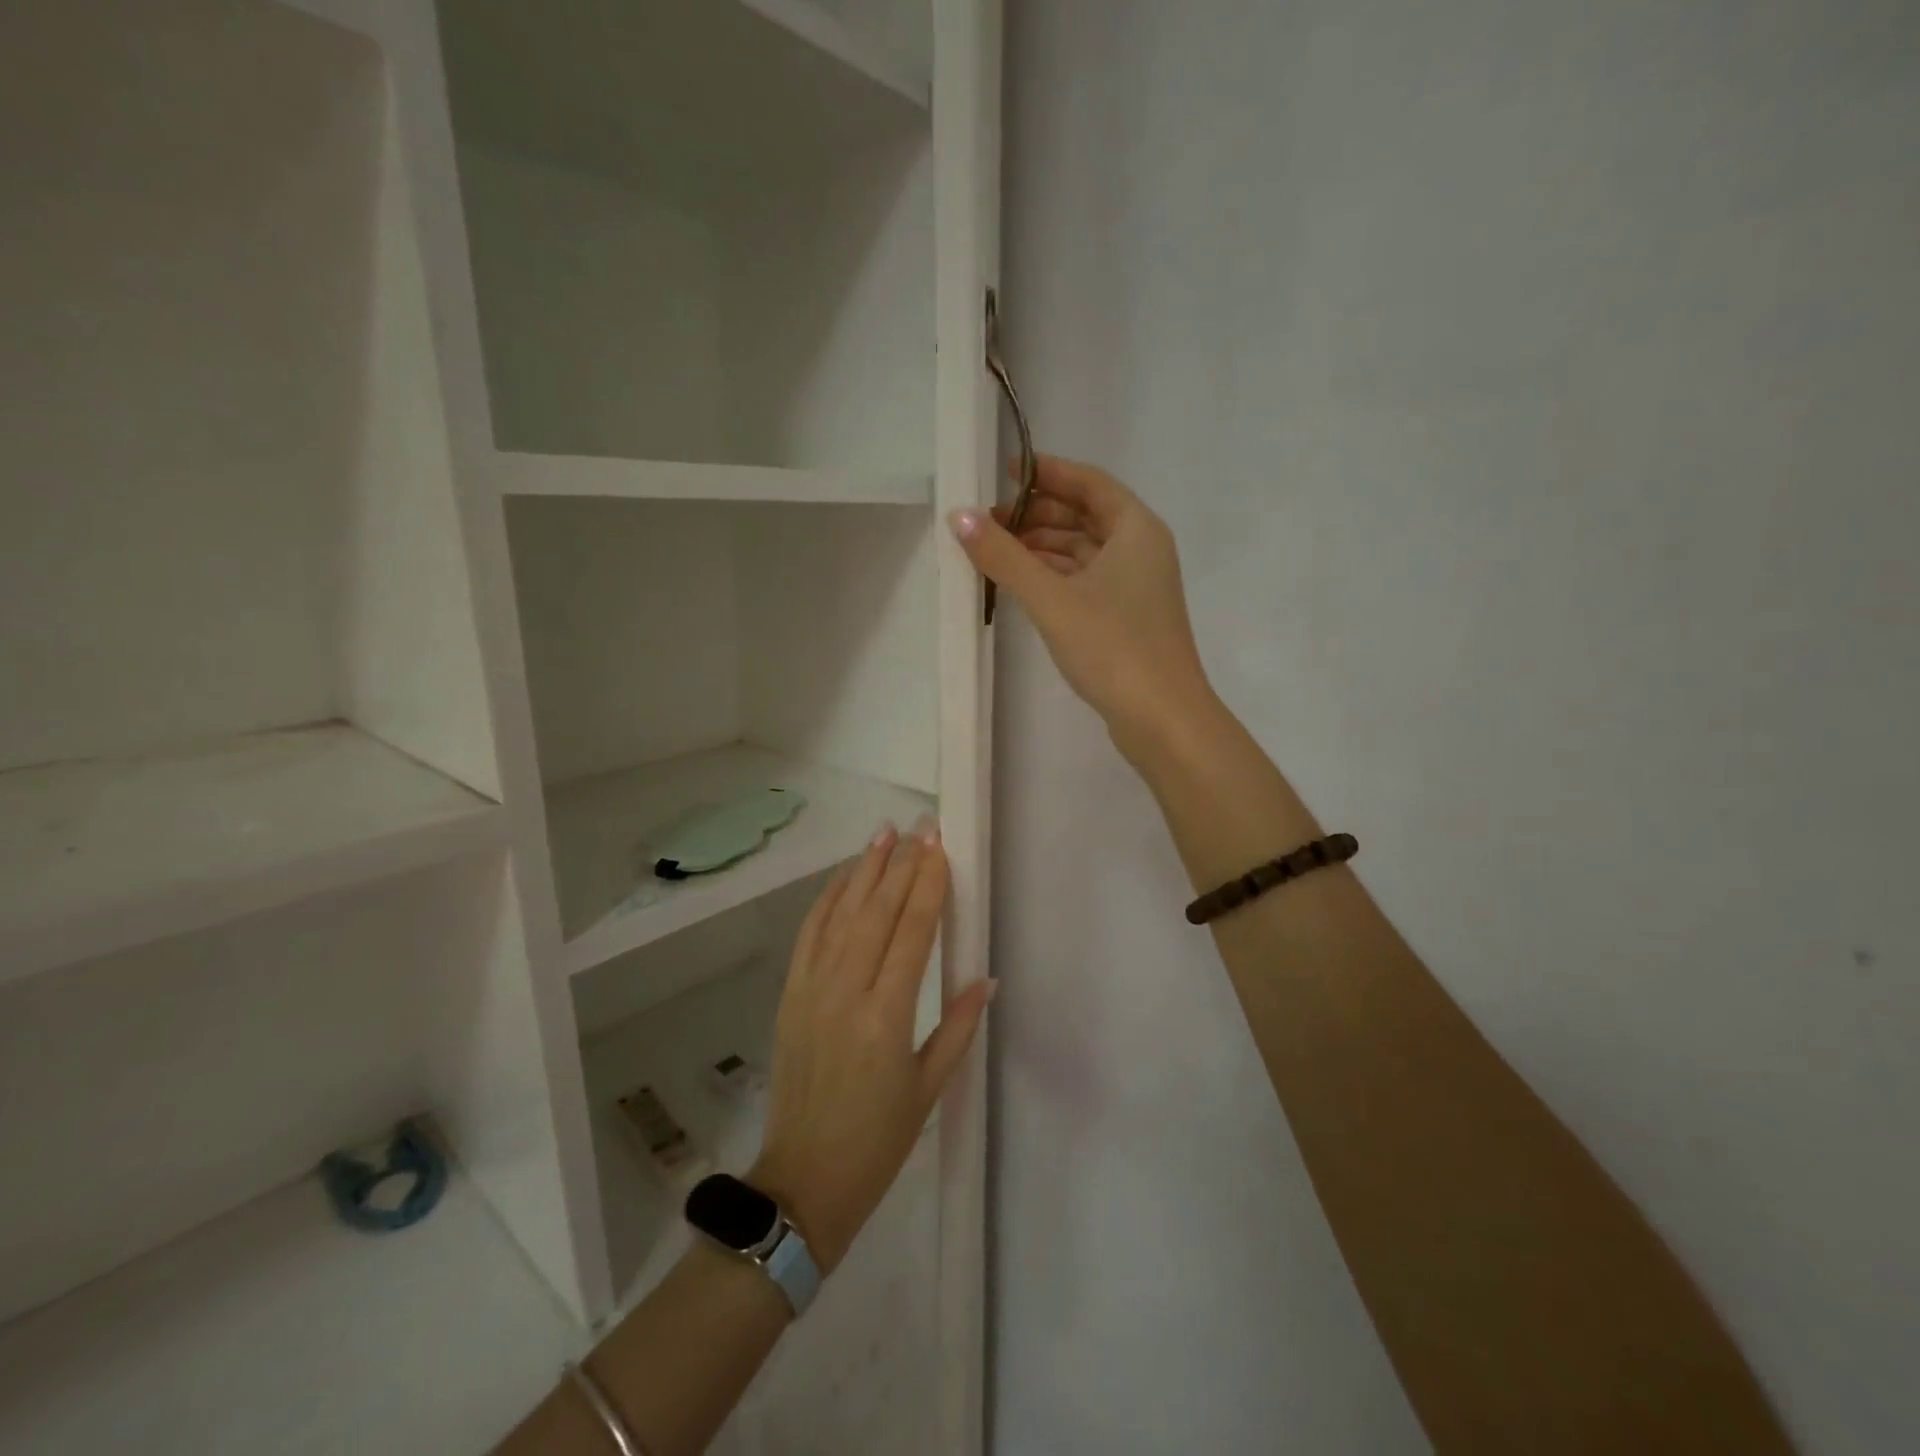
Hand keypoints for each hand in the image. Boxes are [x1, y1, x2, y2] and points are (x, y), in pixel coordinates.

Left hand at [750, 819, 992, 1274]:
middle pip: (876, 912)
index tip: (940, 850)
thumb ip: (959, 1027)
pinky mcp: (790, 994)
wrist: (802, 1179)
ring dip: (864, 870)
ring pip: (841, 914)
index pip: (912, 934)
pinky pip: (810, 935)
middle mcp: (846, 992)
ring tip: (883, 833)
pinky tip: (845, 876)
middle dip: (901, 865)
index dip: (927, 886)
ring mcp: (812, 990)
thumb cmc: (878, 1141)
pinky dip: (828, 900)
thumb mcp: (929, 1089)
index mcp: (887, 1017)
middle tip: (920, 827)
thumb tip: (986, 977)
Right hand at [950, 455, 1214, 762]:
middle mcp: (1141, 550)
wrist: (1163, 719)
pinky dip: (1056, 576)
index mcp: (1136, 529)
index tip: (1005, 472)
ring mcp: (1137, 586)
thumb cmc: (1113, 648)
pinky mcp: (1127, 618)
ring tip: (996, 552)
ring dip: (1044, 548)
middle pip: (1086, 515)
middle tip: (990, 520)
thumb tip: (959, 516)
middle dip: (1038, 514)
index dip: (1047, 472)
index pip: (1089, 482)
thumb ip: (1004, 557)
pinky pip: (1086, 580)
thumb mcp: (1051, 598)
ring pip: (1085, 551)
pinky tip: (1023, 585)